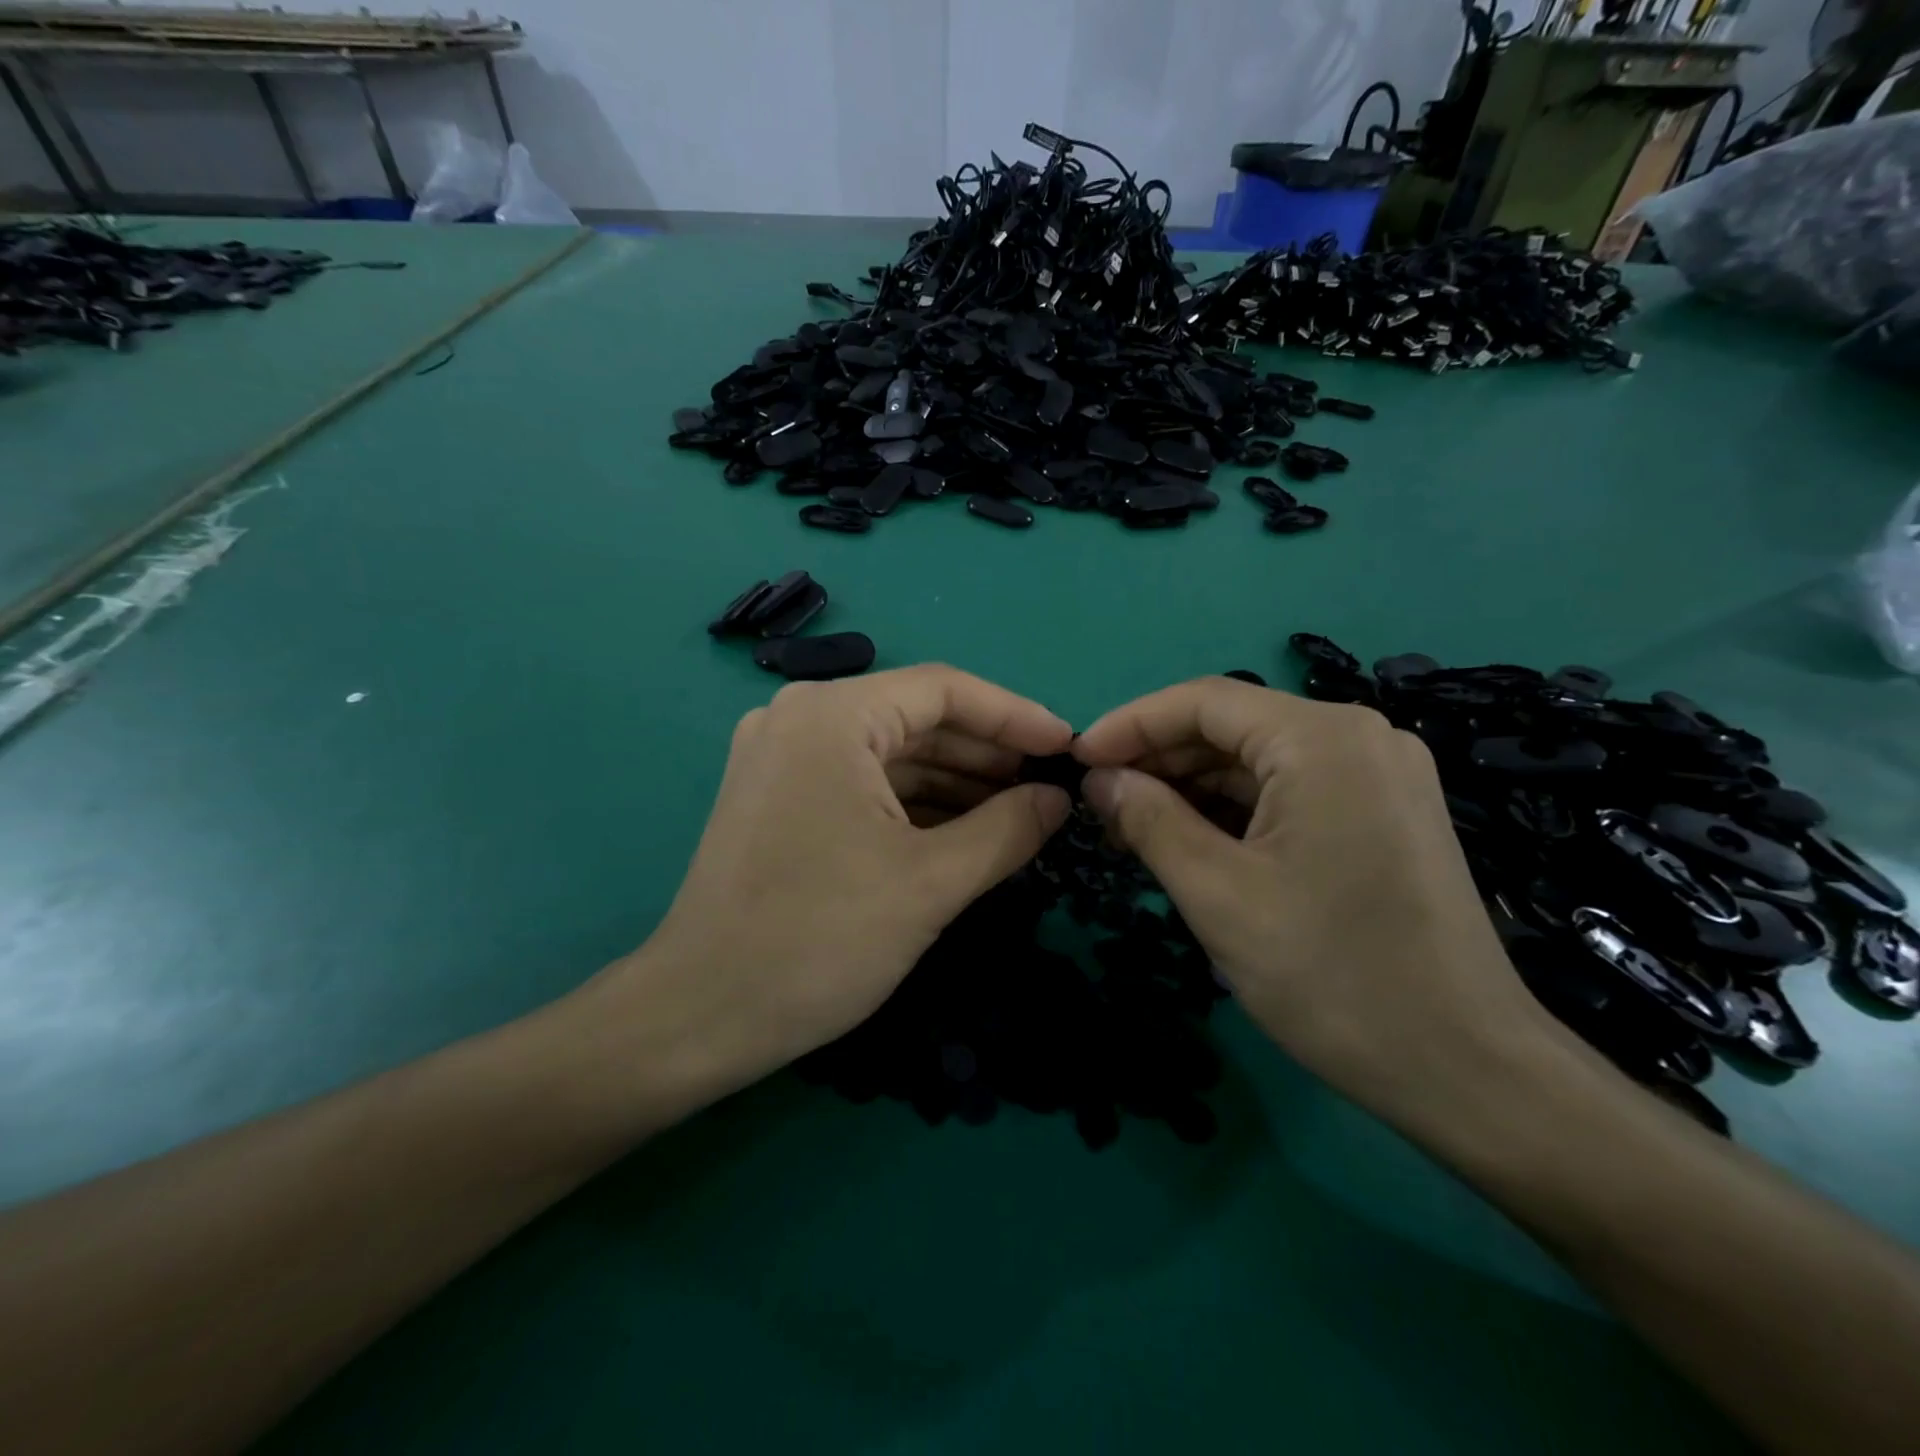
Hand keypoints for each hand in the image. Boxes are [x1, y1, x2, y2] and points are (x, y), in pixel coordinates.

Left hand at [584, 665, 1073, 1108]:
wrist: (699, 1016)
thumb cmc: (818, 940)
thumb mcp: (930, 883)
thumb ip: (1007, 830)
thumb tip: (1058, 799)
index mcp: (832, 716)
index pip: (944, 690)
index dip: (1015, 716)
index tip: (1068, 748)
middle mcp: (801, 718)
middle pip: (916, 719)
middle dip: (988, 754)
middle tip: (1049, 788)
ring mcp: (783, 757)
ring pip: (891, 755)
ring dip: (956, 782)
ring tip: (1019, 813)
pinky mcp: (779, 797)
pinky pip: (863, 783)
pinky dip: (916, 804)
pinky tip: (964, 831)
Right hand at [1072, 678, 1556, 1127]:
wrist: (1467, 1070)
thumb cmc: (1332, 976)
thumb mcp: (1217, 894)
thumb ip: (1149, 820)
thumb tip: (1100, 779)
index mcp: (1323, 739)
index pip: (1203, 702)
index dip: (1130, 725)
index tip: (1075, 760)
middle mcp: (1359, 738)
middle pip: (1232, 727)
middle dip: (1159, 761)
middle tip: (1099, 805)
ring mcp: (1379, 776)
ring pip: (1259, 762)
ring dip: (1192, 789)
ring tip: (1132, 828)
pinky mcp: (1384, 814)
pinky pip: (1290, 791)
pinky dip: (1234, 811)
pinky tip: (1190, 842)